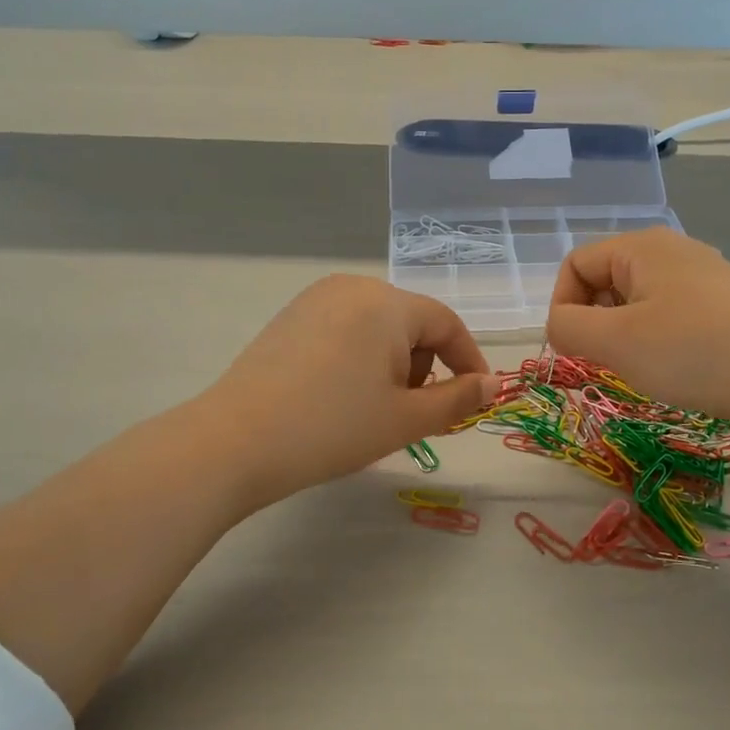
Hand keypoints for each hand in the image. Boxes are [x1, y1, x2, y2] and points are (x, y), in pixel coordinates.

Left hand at [204, 275, 499, 506]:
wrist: (236, 442)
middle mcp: (353, 287)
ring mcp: (315, 299)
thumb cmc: (334, 428)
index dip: (468, 362)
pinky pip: (345, 330)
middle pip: (412, 323)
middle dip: (423, 366)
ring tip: (371, 408)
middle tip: (409, 414)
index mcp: (387, 303)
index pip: (447, 324)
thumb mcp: (407, 419)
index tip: (476, 398)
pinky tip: (337, 396)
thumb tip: (492, 384)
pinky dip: (359, 359)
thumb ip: (458, 398)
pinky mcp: (289, 318)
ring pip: (378, 328)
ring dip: (392, 365)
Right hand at [546, 227, 729, 428]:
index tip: (573, 349)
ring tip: (641, 366)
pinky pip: (668, 312)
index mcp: (642, 246)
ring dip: (623, 333)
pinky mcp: (724, 302)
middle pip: (606, 278)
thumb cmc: (690, 354)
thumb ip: (567, 327)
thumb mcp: (614, 341)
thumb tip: (560, 326)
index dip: (562, 306)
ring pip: (636, 299)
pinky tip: (674, 366)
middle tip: (607, 361)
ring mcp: (703, 275)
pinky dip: (655, 337)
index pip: (575, 264)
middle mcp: (673, 249)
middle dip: (594, 321)